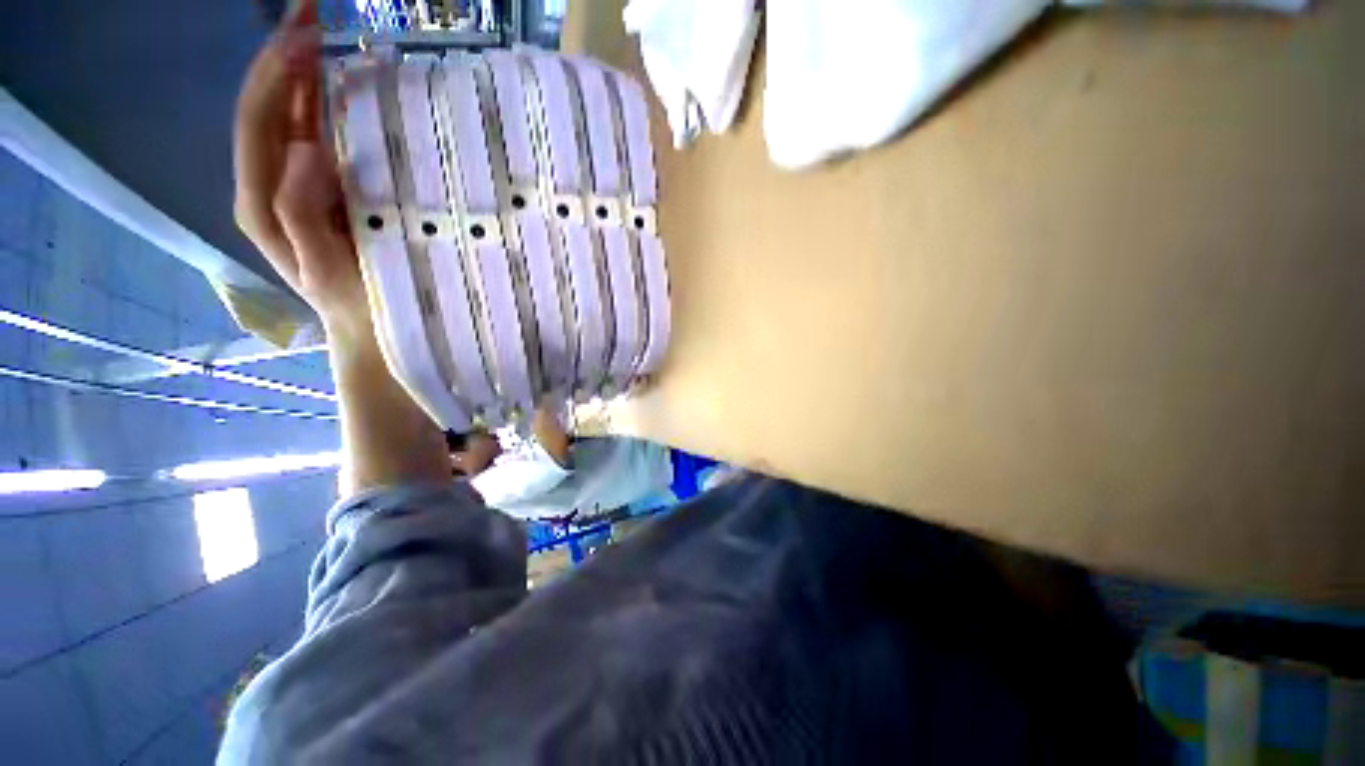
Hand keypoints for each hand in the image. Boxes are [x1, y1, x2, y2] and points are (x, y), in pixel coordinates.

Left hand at [233, 0, 365, 335]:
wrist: (370, 331)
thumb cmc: (358, 306)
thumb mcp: (326, 270)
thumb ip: (302, 215)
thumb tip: (306, 147)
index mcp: (262, 201)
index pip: (259, 121)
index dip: (278, 74)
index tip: (309, 35)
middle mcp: (270, 184)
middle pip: (266, 105)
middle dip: (282, 53)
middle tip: (309, 7)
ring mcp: (296, 185)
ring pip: (288, 114)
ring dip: (299, 67)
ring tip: (317, 25)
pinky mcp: (322, 190)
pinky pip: (314, 134)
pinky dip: (321, 99)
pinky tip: (336, 76)